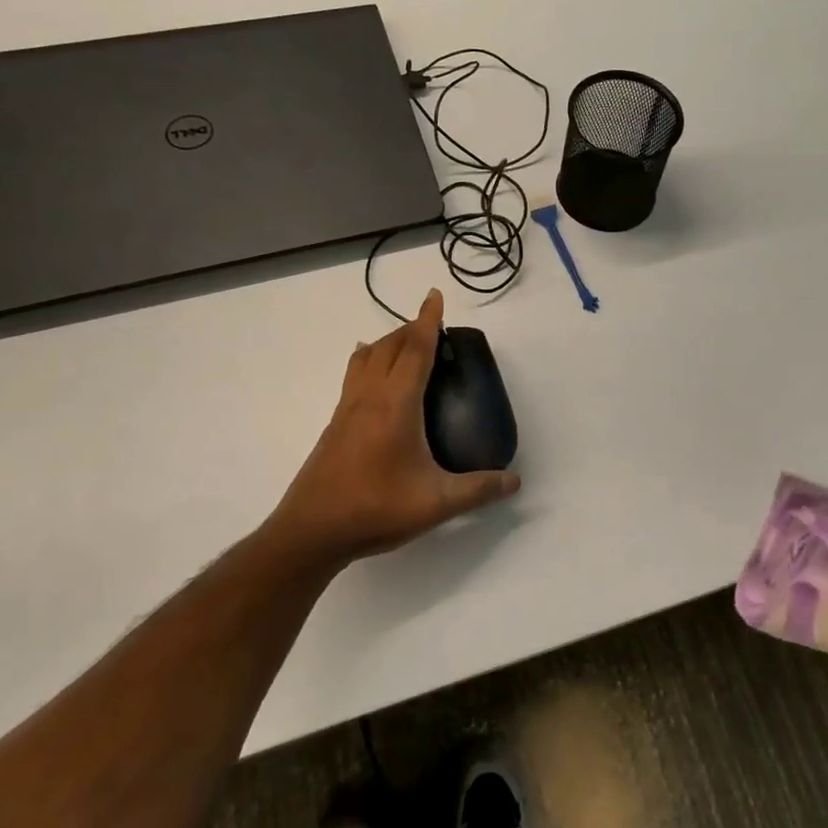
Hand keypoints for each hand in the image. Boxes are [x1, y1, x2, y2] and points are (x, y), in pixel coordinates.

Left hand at [268, 289, 519, 570]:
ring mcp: (347, 408)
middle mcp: (370, 396)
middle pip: (390, 346)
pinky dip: (367, 360)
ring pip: (367, 357)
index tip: (434, 295)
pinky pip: (354, 375)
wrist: (312, 531)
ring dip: (388, 341)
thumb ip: (479, 490)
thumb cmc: (376, 508)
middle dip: (411, 328)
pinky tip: (370, 374)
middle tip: (433, 326)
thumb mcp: (436, 503)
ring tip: (406, 343)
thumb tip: (515, 480)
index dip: (428, 321)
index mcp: (396, 404)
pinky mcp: (335, 424)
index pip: (415, 350)